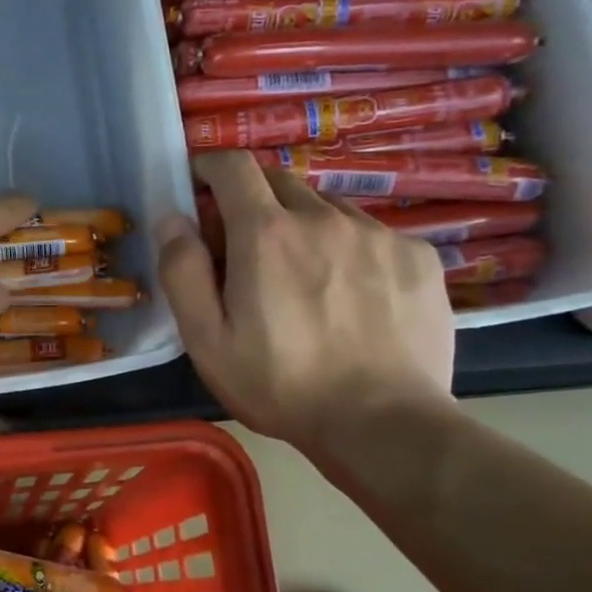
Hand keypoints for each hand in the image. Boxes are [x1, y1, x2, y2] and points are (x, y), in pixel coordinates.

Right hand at [155, 150, 455, 455]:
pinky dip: (350, 248)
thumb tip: (173, 218)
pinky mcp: (418, 256)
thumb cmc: (280, 385)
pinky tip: (353, 294)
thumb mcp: (207, 340)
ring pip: (327, 207)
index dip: (210, 166)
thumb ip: (182, 271)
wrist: (384, 425)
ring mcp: (377, 234)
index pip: (233, 167)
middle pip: (280, 180)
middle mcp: (323, 217)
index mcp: (265, 233)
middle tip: (247, 247)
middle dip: (254, 199)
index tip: (200, 184)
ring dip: (304, 225)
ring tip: (305, 277)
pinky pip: (372, 233)